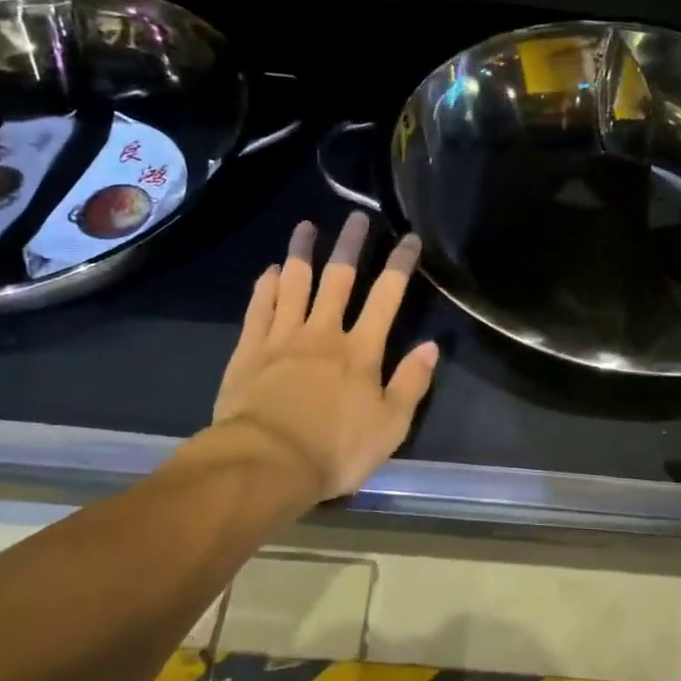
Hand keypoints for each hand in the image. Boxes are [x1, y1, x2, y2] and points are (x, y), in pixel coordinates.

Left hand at [211, 212, 438, 502]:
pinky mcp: (250, 350)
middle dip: (350, 246)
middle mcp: (323, 334)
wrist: (265, 463)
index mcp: (360, 351)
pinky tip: (270, 271)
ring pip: (294, 284)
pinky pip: (259, 309)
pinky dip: (265, 287)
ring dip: (301, 253)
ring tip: (306, 226)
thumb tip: (430, 346)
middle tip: (356, 217)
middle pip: (338, 279)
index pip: (386, 297)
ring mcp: (282, 338)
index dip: (399, 265)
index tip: (409, 238)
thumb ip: (411, 384)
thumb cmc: (335, 450)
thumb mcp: (390, 427)